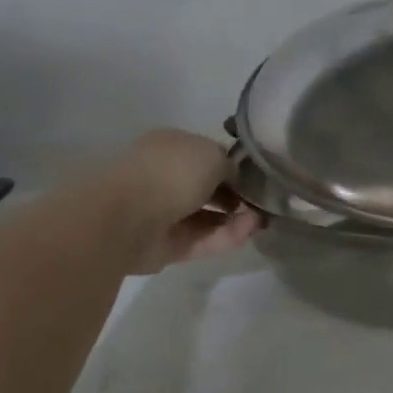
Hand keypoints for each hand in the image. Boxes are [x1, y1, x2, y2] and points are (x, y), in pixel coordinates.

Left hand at [102, 130, 261, 274]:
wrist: (129, 217)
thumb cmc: (171, 172)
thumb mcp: (212, 154)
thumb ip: (230, 166)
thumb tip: (234, 180)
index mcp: (170, 147)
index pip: (206, 155)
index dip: (233, 167)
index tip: (258, 178)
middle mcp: (165, 177)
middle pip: (208, 188)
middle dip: (237, 196)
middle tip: (264, 203)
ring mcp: (165, 213)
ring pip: (208, 216)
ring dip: (237, 218)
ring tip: (262, 220)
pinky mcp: (168, 245)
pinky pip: (203, 239)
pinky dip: (227, 235)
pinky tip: (249, 231)